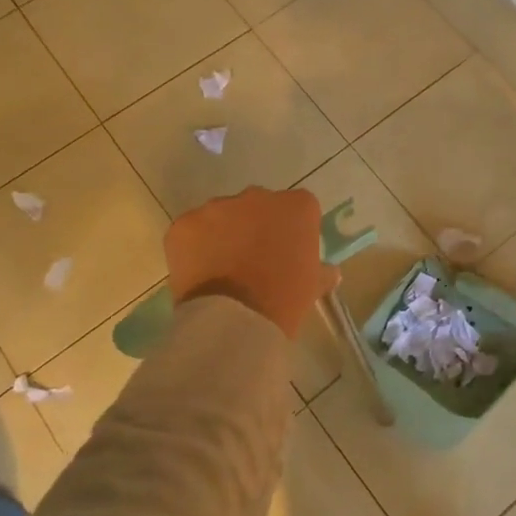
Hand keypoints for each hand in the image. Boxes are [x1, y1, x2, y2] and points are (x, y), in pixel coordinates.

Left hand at [163, 187, 337, 337]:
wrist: (235, 319)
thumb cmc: (285, 299)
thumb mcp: (314, 285)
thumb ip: (322, 271)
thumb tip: (330, 272)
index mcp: (298, 206)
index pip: (299, 208)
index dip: (293, 230)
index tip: (288, 252)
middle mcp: (259, 196)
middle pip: (260, 205)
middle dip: (257, 226)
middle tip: (255, 259)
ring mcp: (218, 207)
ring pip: (223, 215)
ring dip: (224, 233)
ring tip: (223, 267)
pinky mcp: (185, 224)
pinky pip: (193, 230)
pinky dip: (195, 246)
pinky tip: (200, 270)